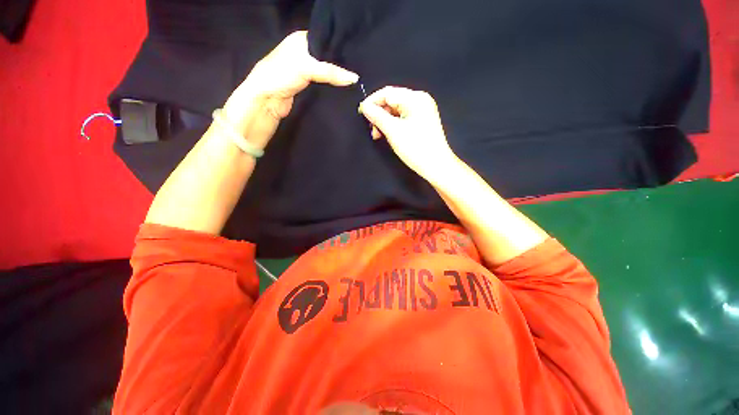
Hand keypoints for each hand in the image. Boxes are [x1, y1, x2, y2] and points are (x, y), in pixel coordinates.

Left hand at [223, 31, 358, 148]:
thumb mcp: (306, 68)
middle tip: (358, 70)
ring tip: (355, 80)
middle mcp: (303, 53)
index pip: (325, 40)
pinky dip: (332, 87)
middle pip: (327, 58)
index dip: (339, 48)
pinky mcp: (307, 87)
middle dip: (340, 65)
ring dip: (337, 78)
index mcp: (300, 40)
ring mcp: (305, 71)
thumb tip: (355, 78)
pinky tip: (344, 89)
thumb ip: (330, 72)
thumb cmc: (281, 75)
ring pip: (326, 72)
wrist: (267, 101)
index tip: (356, 56)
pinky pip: (323, 85)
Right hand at [359, 87, 458, 185]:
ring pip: (396, 111)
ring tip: (378, 135)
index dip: (372, 101)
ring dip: (384, 121)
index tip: (361, 113)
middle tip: (372, 129)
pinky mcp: (422, 122)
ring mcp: (422, 111)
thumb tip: (364, 106)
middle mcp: (420, 100)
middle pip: (392, 101)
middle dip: (379, 114)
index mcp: (415, 98)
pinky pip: (403, 118)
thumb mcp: (393, 131)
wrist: (436, 166)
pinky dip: (393, 125)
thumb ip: (377, 116)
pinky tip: (387, 135)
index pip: (388, 93)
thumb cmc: (416, 148)